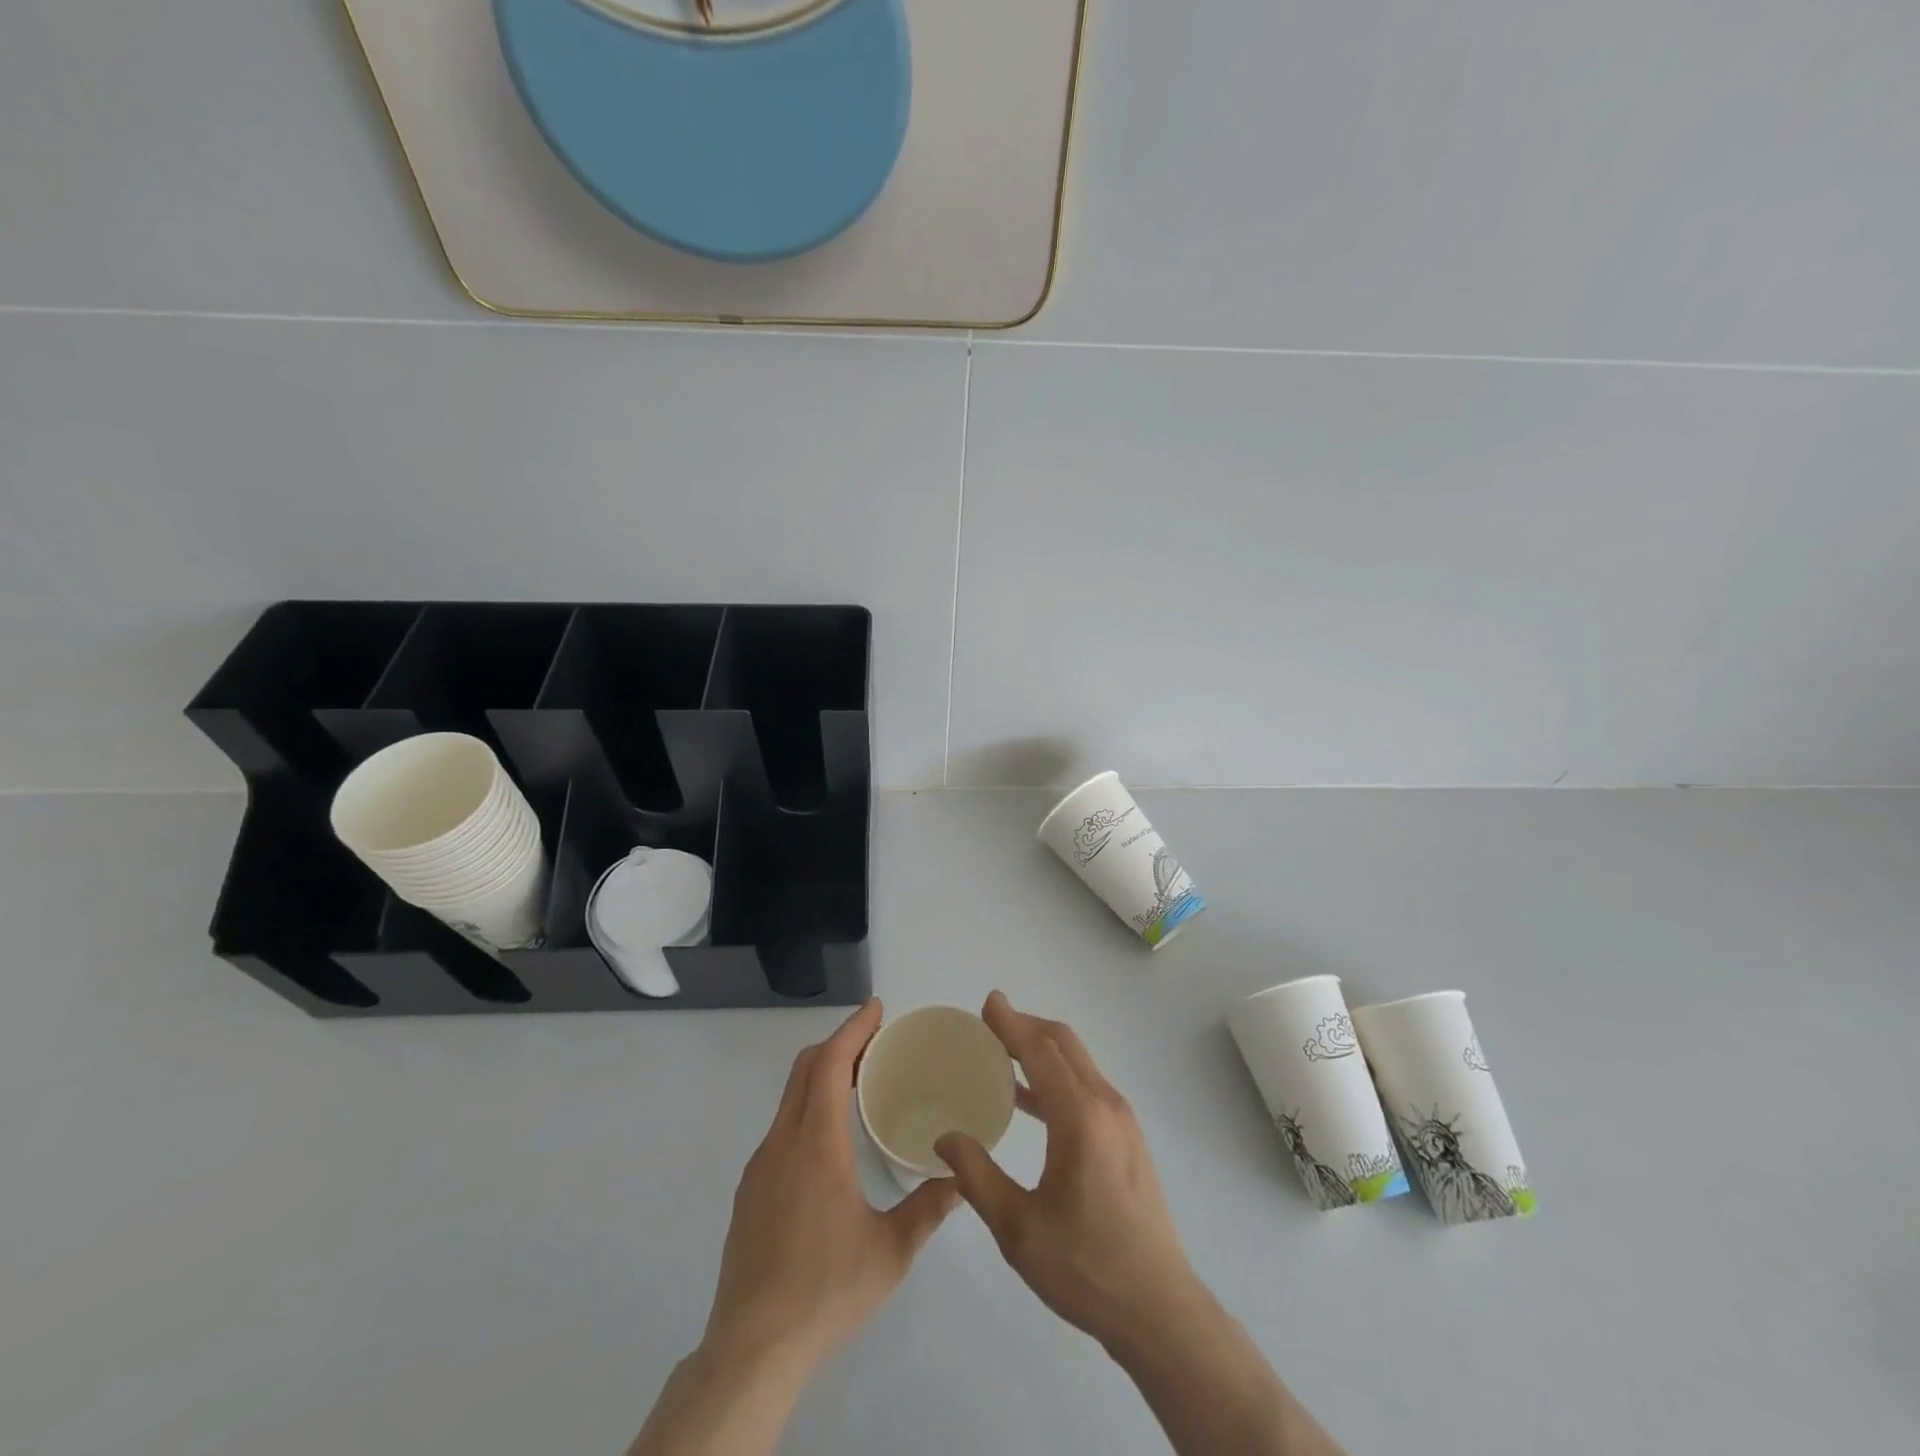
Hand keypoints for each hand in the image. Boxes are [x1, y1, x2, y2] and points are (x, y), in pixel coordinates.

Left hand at [703, 999, 958, 1379]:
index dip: (853, 1029)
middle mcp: (782, 1143)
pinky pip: (781, 1127)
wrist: (751, 1349)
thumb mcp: (891, 1252)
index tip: (877, 1008)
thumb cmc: (826, 1291)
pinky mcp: (749, 1190)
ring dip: (822, 1075)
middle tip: (877, 1042)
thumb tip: (961, 1176)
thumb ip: (929, 1207)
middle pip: (805, 1069)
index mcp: (817, 1145)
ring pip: (790, 1097)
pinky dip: (807, 1108)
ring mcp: (760, 1166)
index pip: (831, 1064)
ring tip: (859, 1083)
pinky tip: (830, 1141)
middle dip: (840, 1043)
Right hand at [936, 991, 1208, 1353]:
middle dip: (1026, 1026)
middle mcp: (1106, 1105)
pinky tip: (1029, 1100)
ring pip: (1078, 1064)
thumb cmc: (1085, 1267)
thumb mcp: (1018, 1229)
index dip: (1011, 1024)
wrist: (1159, 1310)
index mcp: (1081, 1118)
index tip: (988, 1003)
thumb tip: (945, 1137)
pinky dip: (1057, 1076)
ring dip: (1042, 1050)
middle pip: (1064, 1045)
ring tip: (1003, 1054)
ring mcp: (1123, 1121)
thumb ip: (977, 1176)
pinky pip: (1087, 1087)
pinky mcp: (1128, 1139)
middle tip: (990, 1024)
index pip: (1041, 1051)